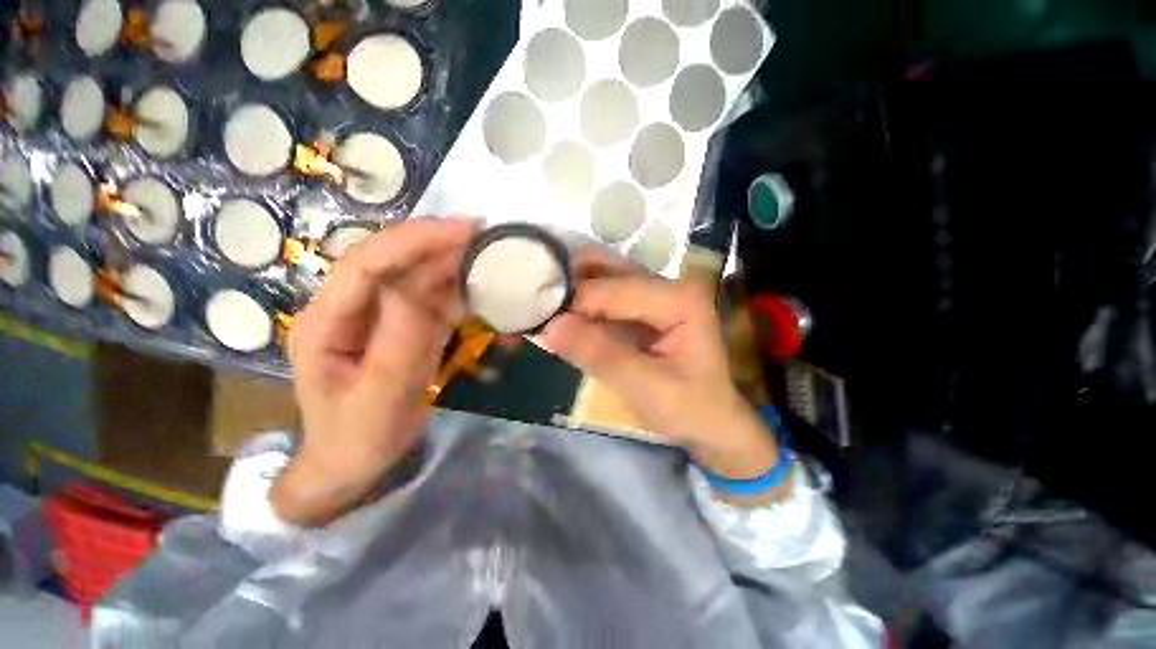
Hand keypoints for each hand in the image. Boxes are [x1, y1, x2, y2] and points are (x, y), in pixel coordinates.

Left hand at [271, 218, 475, 525]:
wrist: (356, 464)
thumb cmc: (359, 437)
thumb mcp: (381, 396)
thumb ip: (399, 340)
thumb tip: (418, 286)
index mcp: (326, 322)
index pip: (366, 264)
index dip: (412, 241)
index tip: (461, 231)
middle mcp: (349, 309)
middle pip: (392, 261)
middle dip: (435, 244)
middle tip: (482, 235)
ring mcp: (378, 317)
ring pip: (415, 277)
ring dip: (450, 263)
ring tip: (487, 255)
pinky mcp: (403, 327)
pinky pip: (431, 299)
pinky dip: (456, 289)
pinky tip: (480, 285)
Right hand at [542, 254, 787, 502]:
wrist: (712, 425)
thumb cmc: (690, 409)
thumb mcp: (646, 389)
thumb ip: (600, 355)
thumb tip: (550, 327)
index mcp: (680, 298)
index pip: (616, 289)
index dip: (575, 301)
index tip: (536, 317)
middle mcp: (667, 285)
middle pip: (608, 270)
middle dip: (569, 284)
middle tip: (534, 303)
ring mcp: (653, 295)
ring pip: (601, 278)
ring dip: (570, 291)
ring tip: (540, 308)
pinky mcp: (639, 310)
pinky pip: (602, 297)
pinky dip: (578, 305)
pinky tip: (559, 317)